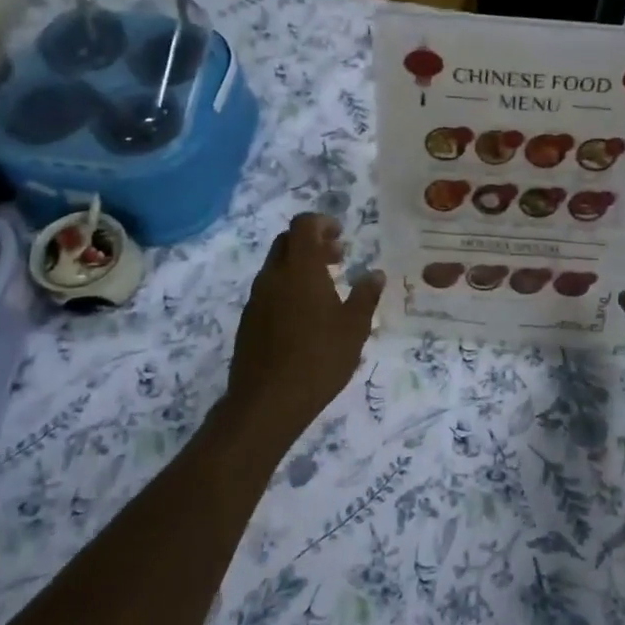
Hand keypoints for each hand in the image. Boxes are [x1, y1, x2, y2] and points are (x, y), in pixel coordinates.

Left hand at [226, 213, 384, 436]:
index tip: (342, 236)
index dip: (322, 223)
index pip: (304, 225)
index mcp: (300, 270)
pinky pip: (270, 290)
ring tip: (326, 288)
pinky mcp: (249, 320)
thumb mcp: (354, 328)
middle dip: (313, 242)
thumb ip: (365, 296)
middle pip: (288, 242)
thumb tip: (375, 274)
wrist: (267, 402)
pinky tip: (306, 316)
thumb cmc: (319, 359)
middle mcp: (273, 276)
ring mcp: (256, 299)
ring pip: (277, 267)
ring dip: (300, 266)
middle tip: (338, 258)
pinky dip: (288, 288)